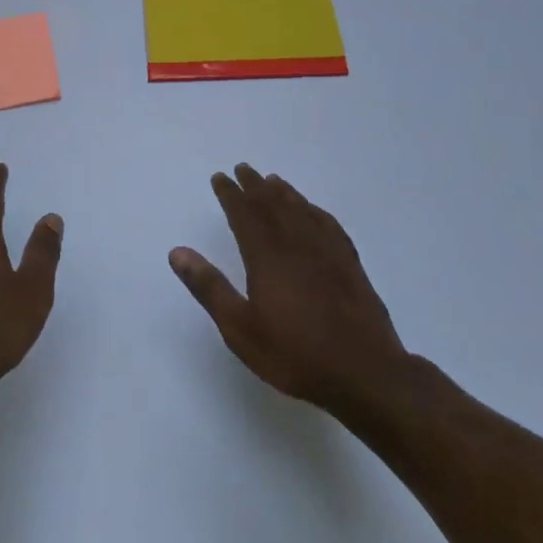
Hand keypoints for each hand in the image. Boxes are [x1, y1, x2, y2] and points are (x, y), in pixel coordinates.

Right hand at [170, 164, 405, 411]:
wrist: (365, 374)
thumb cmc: (294, 354)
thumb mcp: (239, 327)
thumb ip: (209, 287)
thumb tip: (178, 252)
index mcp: (267, 258)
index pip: (245, 215)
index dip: (231, 194)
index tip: (220, 177)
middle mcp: (297, 246)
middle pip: (274, 206)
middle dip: (255, 186)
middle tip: (243, 169)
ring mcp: (328, 254)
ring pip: (303, 212)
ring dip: (285, 194)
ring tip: (273, 181)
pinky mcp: (351, 267)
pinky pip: (330, 226)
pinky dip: (316, 212)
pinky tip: (314, 212)